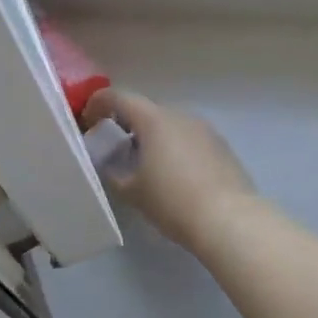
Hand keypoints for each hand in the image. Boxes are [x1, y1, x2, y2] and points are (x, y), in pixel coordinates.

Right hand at [81, 88, 257, 251]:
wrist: (229, 220)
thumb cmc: (172, 202)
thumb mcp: (133, 191)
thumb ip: (114, 173)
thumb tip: (110, 165)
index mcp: (154, 120)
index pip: (119, 98)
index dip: (99, 104)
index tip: (88, 119)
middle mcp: (180, 116)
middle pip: (146, 110)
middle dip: (127, 124)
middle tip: (115, 147)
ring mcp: (205, 129)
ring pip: (170, 125)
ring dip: (153, 137)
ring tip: (144, 164)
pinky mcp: (222, 147)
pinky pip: (189, 139)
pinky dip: (175, 148)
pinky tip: (174, 175)